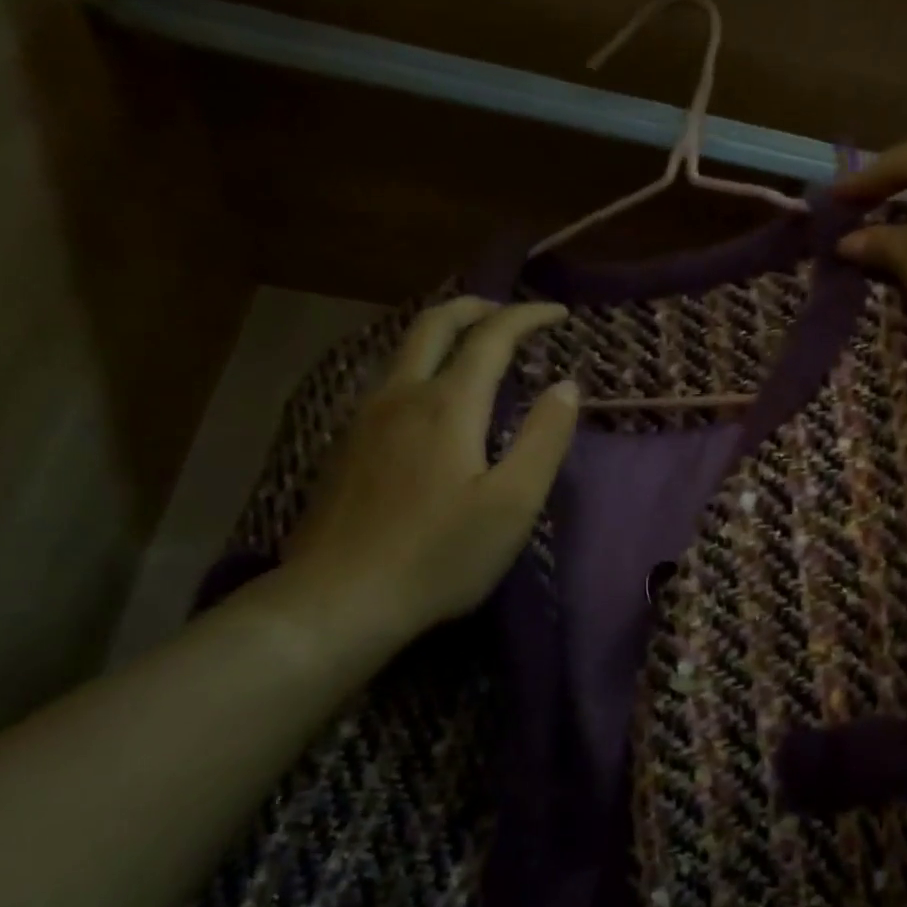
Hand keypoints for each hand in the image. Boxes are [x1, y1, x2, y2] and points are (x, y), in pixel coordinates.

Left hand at [266, 298, 576, 662]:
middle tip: (506, 311)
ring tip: (471, 346)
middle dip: (475, 307)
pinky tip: (428, 399)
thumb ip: (544, 439)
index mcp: (448, 403)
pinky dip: (420, 365)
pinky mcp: (346, 446)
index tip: (557, 313)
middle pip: (434, 324)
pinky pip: (388, 382)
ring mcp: (365, 419)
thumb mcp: (513, 503)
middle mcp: (402, 395)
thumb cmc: (440, 555)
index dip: (526, 316)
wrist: (341, 599)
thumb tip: (566, 387)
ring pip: (403, 350)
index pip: (491, 336)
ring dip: (442, 332)